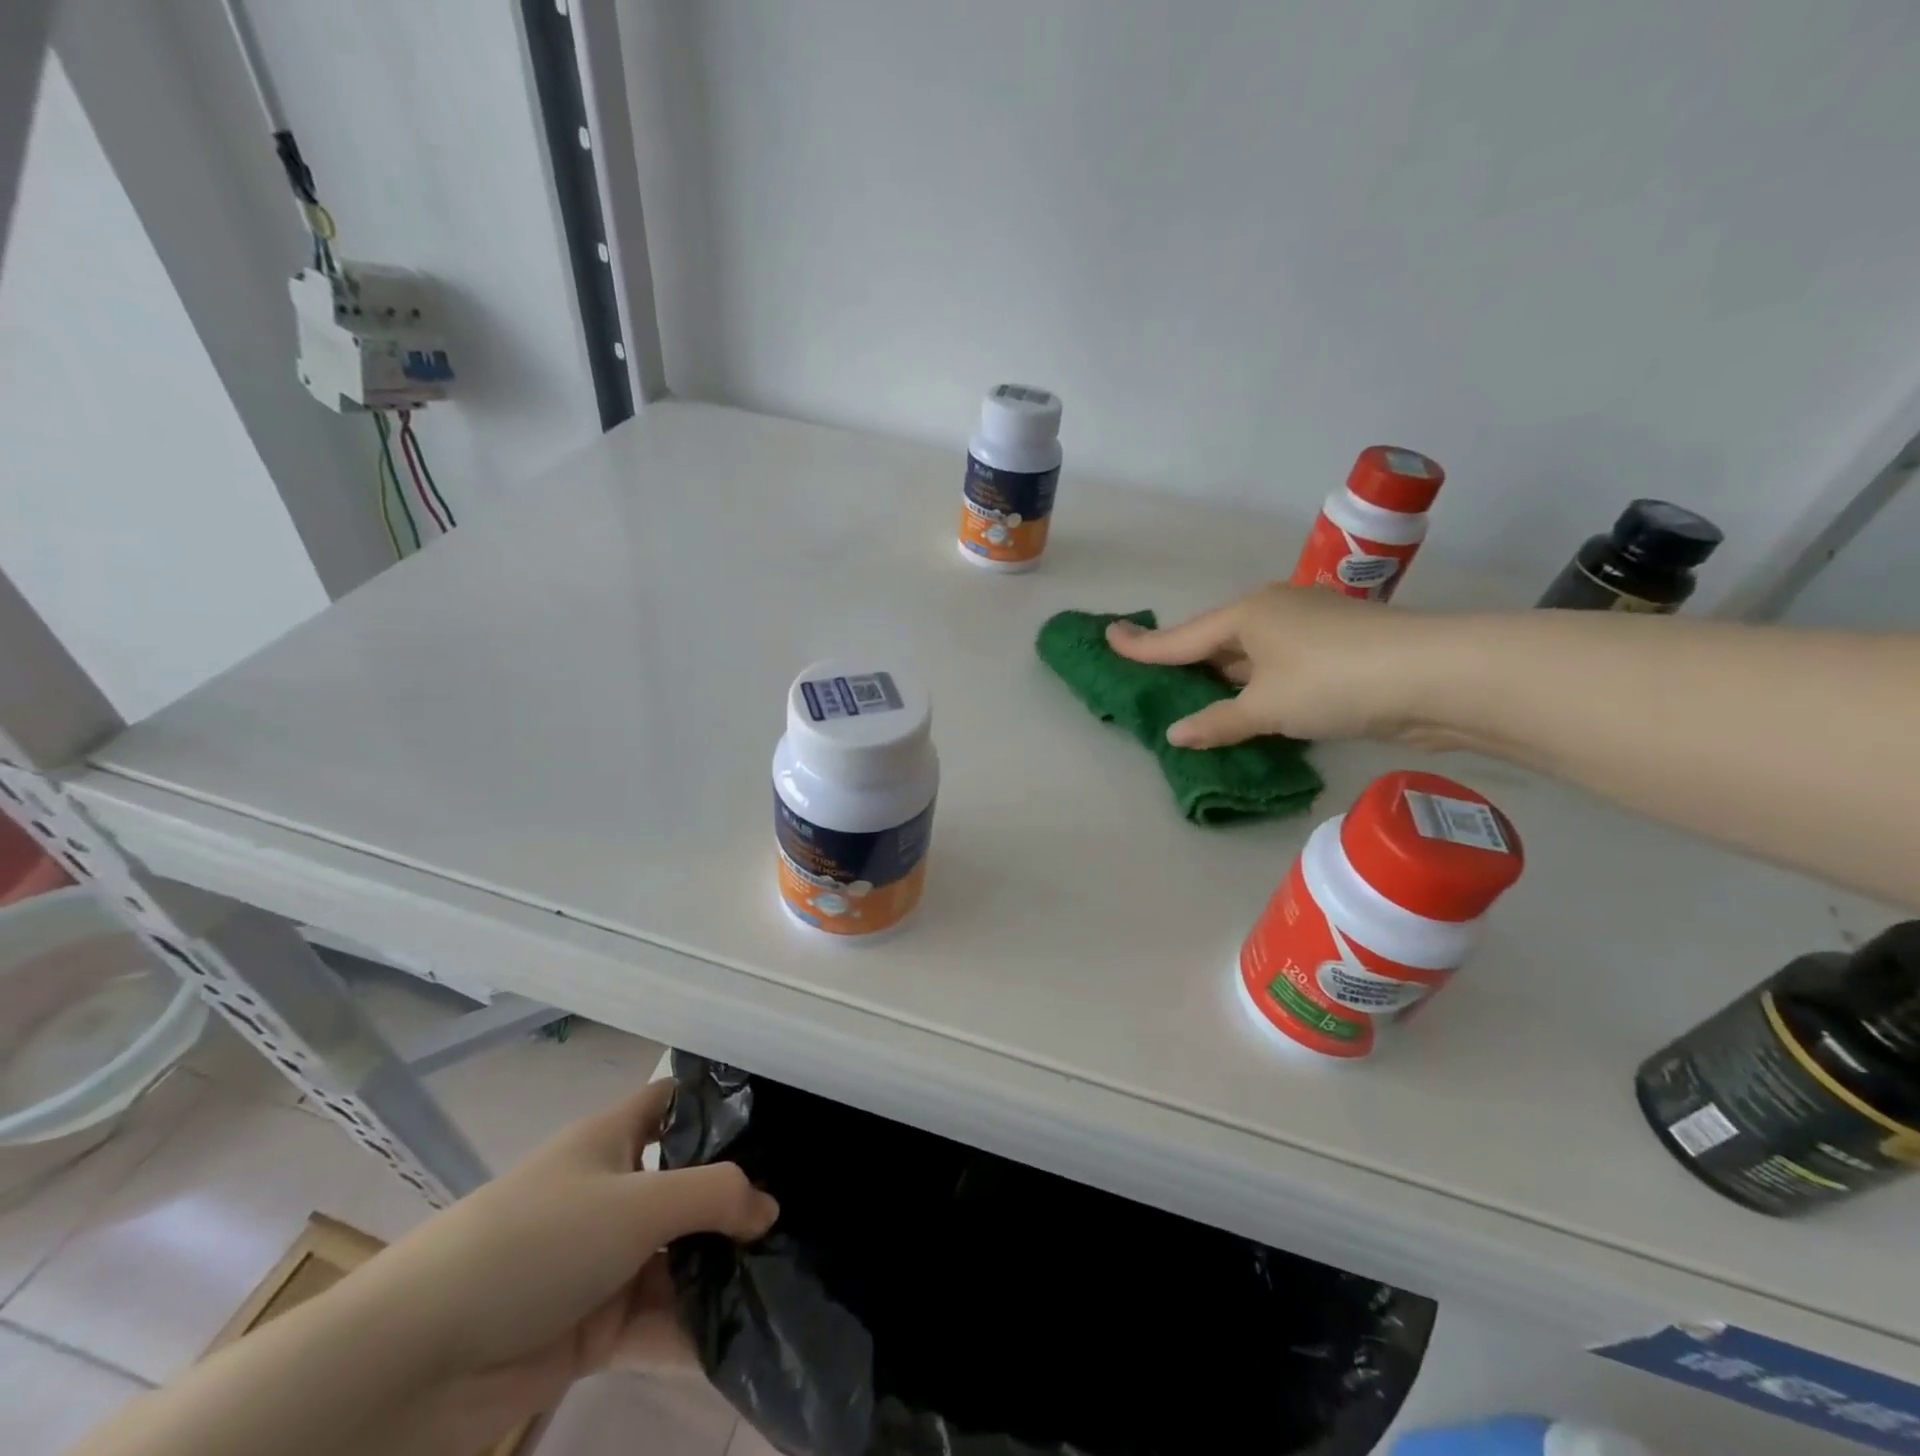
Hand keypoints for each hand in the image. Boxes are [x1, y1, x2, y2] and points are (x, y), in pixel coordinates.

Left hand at [352, 1080, 776, 1448]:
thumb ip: (715, 1197)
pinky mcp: (592, 1329)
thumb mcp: (637, 1203)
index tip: (777, 1119)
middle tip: (802, 1213)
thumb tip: (770, 1208)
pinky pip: (657, 1323)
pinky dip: (692, 1332)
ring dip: (720, 1273)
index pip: (674, 1103)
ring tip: (788, 1279)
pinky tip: (745, 1340)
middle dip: (736, 1203)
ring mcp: (603, 1263)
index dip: (719, 1104)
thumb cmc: (536, 1242)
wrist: (415, 1362)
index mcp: (614, 1140)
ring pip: (677, 1259)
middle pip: (687, 1187)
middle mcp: (613, 1193)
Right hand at [1106, 585, 1441, 748]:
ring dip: (1226, 677)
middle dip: (1187, 660)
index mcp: (1248, 614)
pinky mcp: (1337, 649)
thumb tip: (1176, 734)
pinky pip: (1278, 666)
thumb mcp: (1266, 707)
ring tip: (1198, 699)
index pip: (1182, 638)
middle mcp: (1274, 611)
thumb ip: (1218, 722)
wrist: (1433, 676)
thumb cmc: (1332, 681)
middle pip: (1216, 640)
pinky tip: (1254, 707)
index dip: (1143, 645)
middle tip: (1154, 677)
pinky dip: (1259, 686)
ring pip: (1250, 654)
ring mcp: (1309, 627)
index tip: (1109, 636)